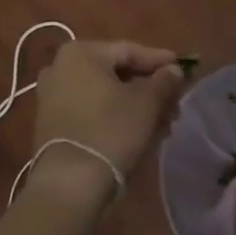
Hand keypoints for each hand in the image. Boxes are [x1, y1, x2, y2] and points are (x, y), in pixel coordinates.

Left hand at [29, 41, 183, 205]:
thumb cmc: (110, 131)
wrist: (69, 184)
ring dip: (134, 104)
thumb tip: (174, 70)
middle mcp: (60, 66)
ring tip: (163, 122)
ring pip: (104, 92)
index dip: (160, 61)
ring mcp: (52, 94)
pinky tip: (138, 130)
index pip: (129, 50)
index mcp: (81, 52)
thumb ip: (163, 81)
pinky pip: (90, 108)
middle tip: (175, 101)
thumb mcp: (146, 104)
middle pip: (116, 72)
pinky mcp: (51, 121)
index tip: (184, 69)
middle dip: (148, 87)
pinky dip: (114, 115)